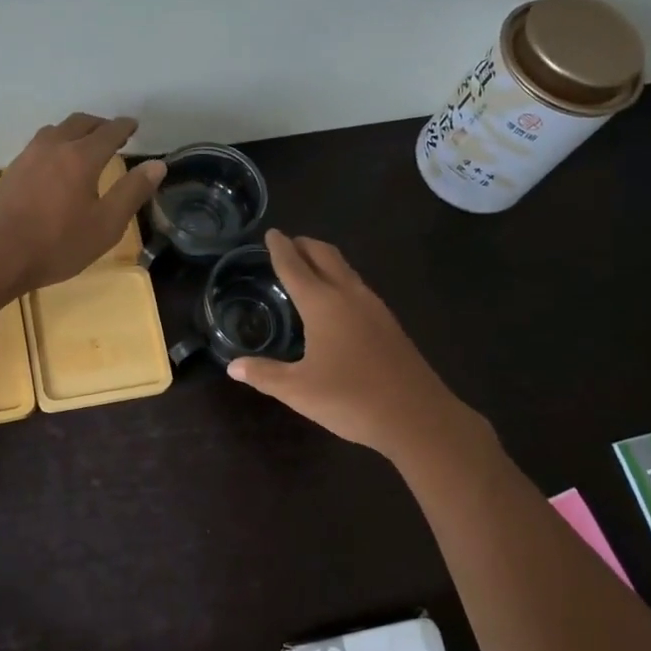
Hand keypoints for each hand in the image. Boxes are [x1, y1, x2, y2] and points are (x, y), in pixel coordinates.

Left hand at [0, 114, 165, 294]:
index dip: (124, 127)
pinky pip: (39, 145)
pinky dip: (56, 144)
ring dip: (75, 131)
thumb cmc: (56, 244)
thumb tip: (157, 165)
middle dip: (100, 124)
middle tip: (112, 132)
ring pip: (56, 130)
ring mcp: (28, 157)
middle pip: (80, 123)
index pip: (109, 132)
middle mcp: (54, 147)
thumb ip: (132, 193)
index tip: (133, 125)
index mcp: (81, 157)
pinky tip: (55, 164)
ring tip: (84, 144)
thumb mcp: (105, 225)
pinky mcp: (11, 171)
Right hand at [228, 229, 495, 462]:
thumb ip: (264, 374)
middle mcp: (349, 296)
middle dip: (305, 245)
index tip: (271, 233)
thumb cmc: (350, 398)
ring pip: (346, 270)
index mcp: (323, 304)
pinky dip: (340, 280)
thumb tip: (233, 366)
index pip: (294, 267)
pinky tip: (337, 302)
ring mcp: (374, 308)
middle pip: (325, 256)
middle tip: (288, 243)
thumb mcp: (298, 390)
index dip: (280, 249)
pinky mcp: (389, 324)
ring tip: (309, 267)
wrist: (417, 416)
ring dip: (325, 261)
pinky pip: (358, 288)